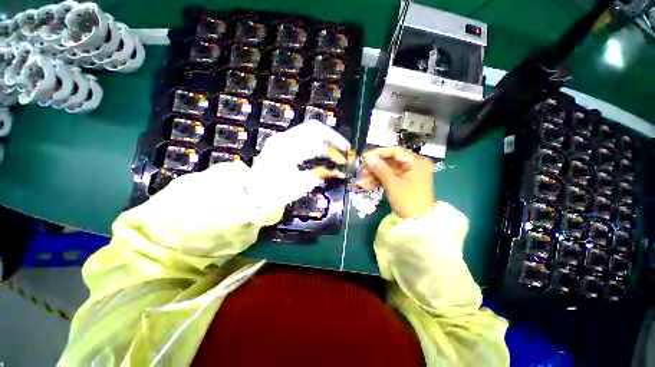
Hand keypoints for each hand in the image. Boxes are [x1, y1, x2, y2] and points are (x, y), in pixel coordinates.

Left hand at [246, 120, 349, 213]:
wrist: (253, 193)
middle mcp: (284, 138)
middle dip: (333, 137)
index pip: (316, 138)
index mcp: (286, 148)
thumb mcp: (297, 186)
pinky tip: (324, 151)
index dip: (333, 146)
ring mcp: (282, 139)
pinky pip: (305, 137)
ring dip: (326, 139)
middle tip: (345, 149)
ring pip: (310, 131)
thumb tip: (338, 171)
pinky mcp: (284, 143)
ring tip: (337, 150)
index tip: (344, 157)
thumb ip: (319, 175)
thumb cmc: (273, 192)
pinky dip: (318, 142)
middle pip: (314, 128)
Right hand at [358, 146, 433, 218]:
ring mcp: (409, 174)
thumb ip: (380, 169)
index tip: (365, 157)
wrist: (418, 222)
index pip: (395, 151)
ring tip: (361, 181)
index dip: (379, 153)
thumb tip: (369, 158)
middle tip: (361, 171)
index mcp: (417, 162)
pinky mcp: (403, 182)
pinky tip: (366, 185)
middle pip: (390, 161)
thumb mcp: (393, 184)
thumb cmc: (408, 201)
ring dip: (374, 176)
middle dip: (374, 167)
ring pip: (388, 170)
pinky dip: (379, 181)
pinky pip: (389, 178)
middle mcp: (414, 165)